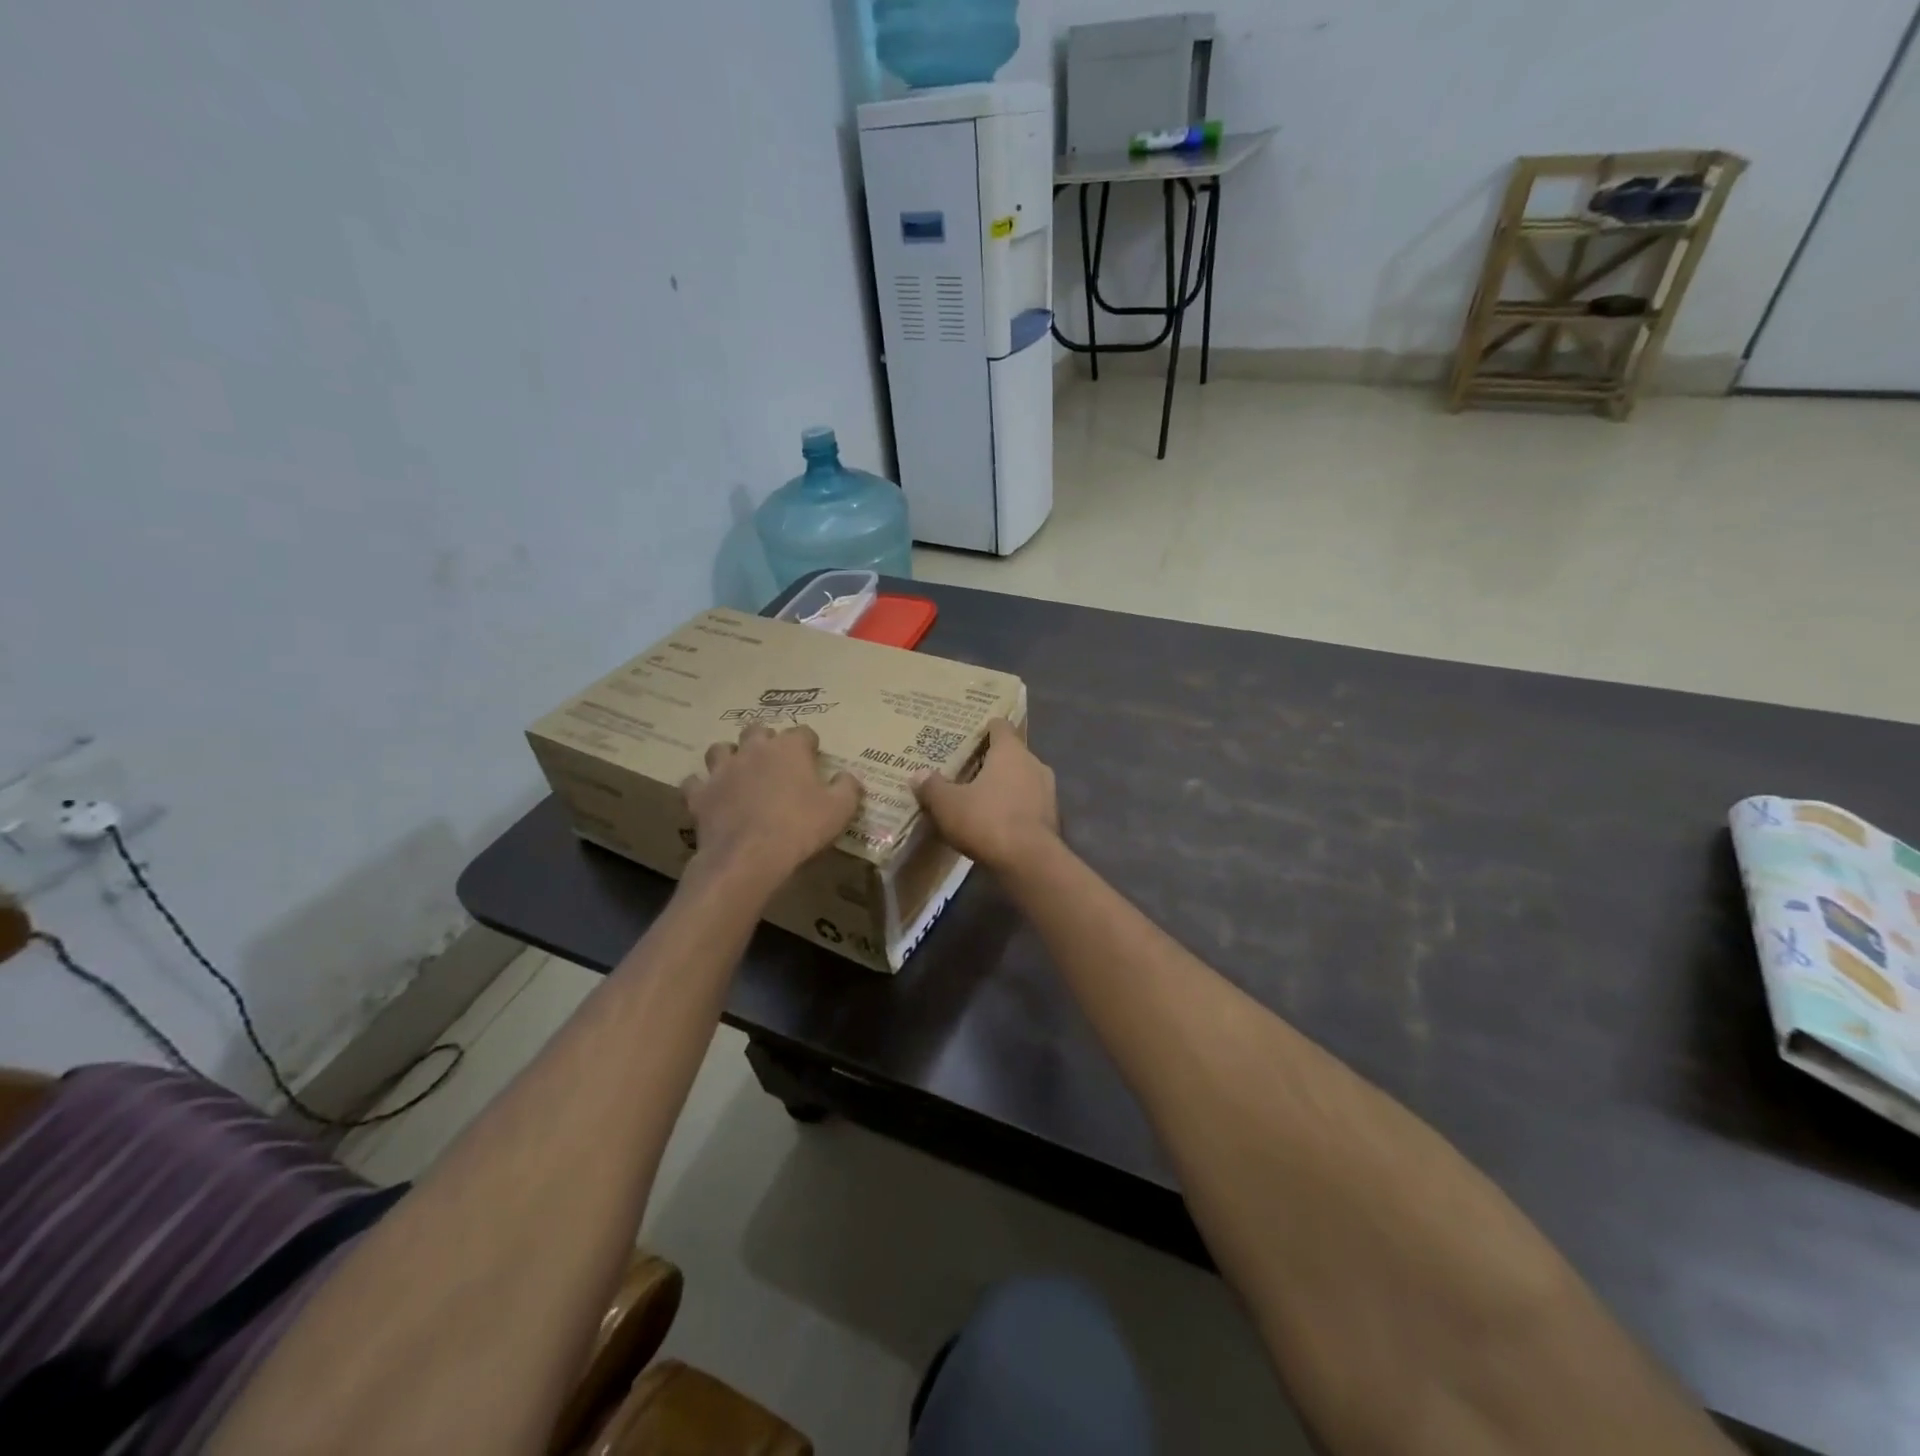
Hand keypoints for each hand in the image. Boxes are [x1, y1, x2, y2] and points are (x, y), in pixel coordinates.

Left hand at [682, 725, 861, 887]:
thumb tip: (847, 777)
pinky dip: (702, 787)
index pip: (803, 732)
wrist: (750, 857)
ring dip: (730, 757)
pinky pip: (695, 782)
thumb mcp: (840, 809)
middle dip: (766, 741)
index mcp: (789, 748)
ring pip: (721, 749)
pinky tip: (710, 797)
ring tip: (739, 772)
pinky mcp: (700, 794)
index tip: (814, 758)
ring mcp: (722, 770)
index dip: (809, 745)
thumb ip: (847, 787)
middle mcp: (753, 750)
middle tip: (775, 763)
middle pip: (757, 730)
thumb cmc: (801, 827)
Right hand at [912, 719, 1057, 871]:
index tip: (973, 733)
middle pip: (1013, 754)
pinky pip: (1030, 804)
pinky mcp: (1053, 818)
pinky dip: (1016, 808)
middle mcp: (1034, 764)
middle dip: (993, 761)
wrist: (1030, 862)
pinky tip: (999, 822)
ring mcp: (1048, 791)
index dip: (986, 728)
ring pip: (1024, 780)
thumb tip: (918, 774)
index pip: (1001, 726)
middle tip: (970, 769)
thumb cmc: (987, 820)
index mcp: (1010, 751)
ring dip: (1007, 787)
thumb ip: (933, 787)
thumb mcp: (948, 804)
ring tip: (983, 797)